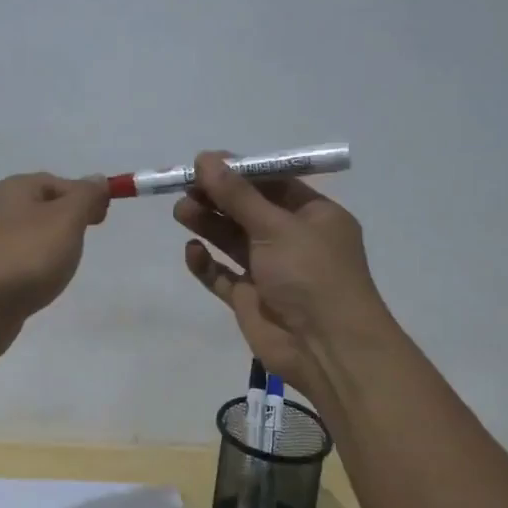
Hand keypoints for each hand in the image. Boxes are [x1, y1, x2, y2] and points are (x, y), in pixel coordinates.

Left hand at [0, 172, 109, 362]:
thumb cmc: (26, 256)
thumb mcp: (66, 219)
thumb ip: (85, 197)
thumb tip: (97, 179)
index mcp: (17, 189)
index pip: (60, 183)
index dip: (85, 197)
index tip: (101, 221)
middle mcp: (2, 209)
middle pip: (48, 208)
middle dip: (71, 223)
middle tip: (83, 243)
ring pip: (37, 236)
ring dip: (56, 248)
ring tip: (63, 267)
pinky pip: (26, 261)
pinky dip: (40, 268)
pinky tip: (44, 283)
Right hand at [173, 151, 393, 403]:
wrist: (327, 349)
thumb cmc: (312, 275)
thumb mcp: (276, 227)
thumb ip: (237, 195)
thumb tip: (205, 158)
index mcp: (314, 216)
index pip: (273, 184)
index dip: (238, 173)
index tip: (203, 163)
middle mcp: (293, 240)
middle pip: (248, 211)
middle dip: (217, 198)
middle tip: (184, 187)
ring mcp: (271, 271)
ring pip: (232, 240)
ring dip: (208, 224)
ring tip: (181, 212)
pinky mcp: (251, 300)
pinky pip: (223, 276)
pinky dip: (207, 264)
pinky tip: (193, 251)